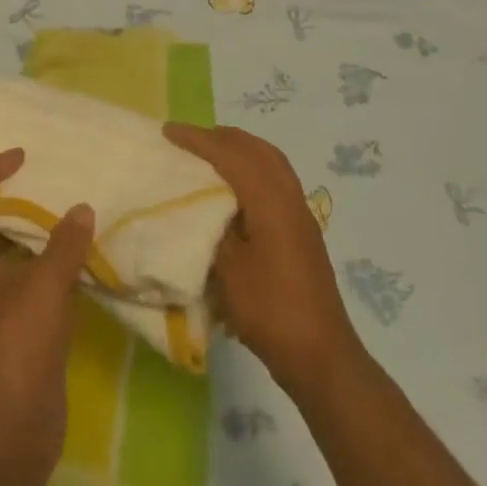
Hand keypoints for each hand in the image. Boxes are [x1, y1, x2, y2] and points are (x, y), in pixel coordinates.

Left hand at [0, 147, 94, 471]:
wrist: (9, 431)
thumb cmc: (15, 348)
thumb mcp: (42, 288)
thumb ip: (64, 246)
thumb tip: (81, 209)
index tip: (21, 157)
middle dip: (14, 199)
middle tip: (50, 180)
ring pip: (14, 257)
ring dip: (38, 234)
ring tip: (72, 212)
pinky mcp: (20, 333)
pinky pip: (35, 286)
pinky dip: (55, 268)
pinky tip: (84, 262)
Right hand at [163, 123, 360, 395]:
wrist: (319, 354)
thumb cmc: (268, 310)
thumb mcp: (227, 269)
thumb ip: (212, 228)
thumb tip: (197, 206)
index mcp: (272, 203)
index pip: (232, 156)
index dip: (198, 140)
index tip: (167, 131)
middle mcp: (291, 199)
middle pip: (258, 150)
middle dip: (222, 137)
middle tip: (188, 138)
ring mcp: (301, 215)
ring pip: (271, 164)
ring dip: (240, 151)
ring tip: (208, 155)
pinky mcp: (302, 232)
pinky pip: (276, 181)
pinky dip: (251, 170)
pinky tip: (232, 190)